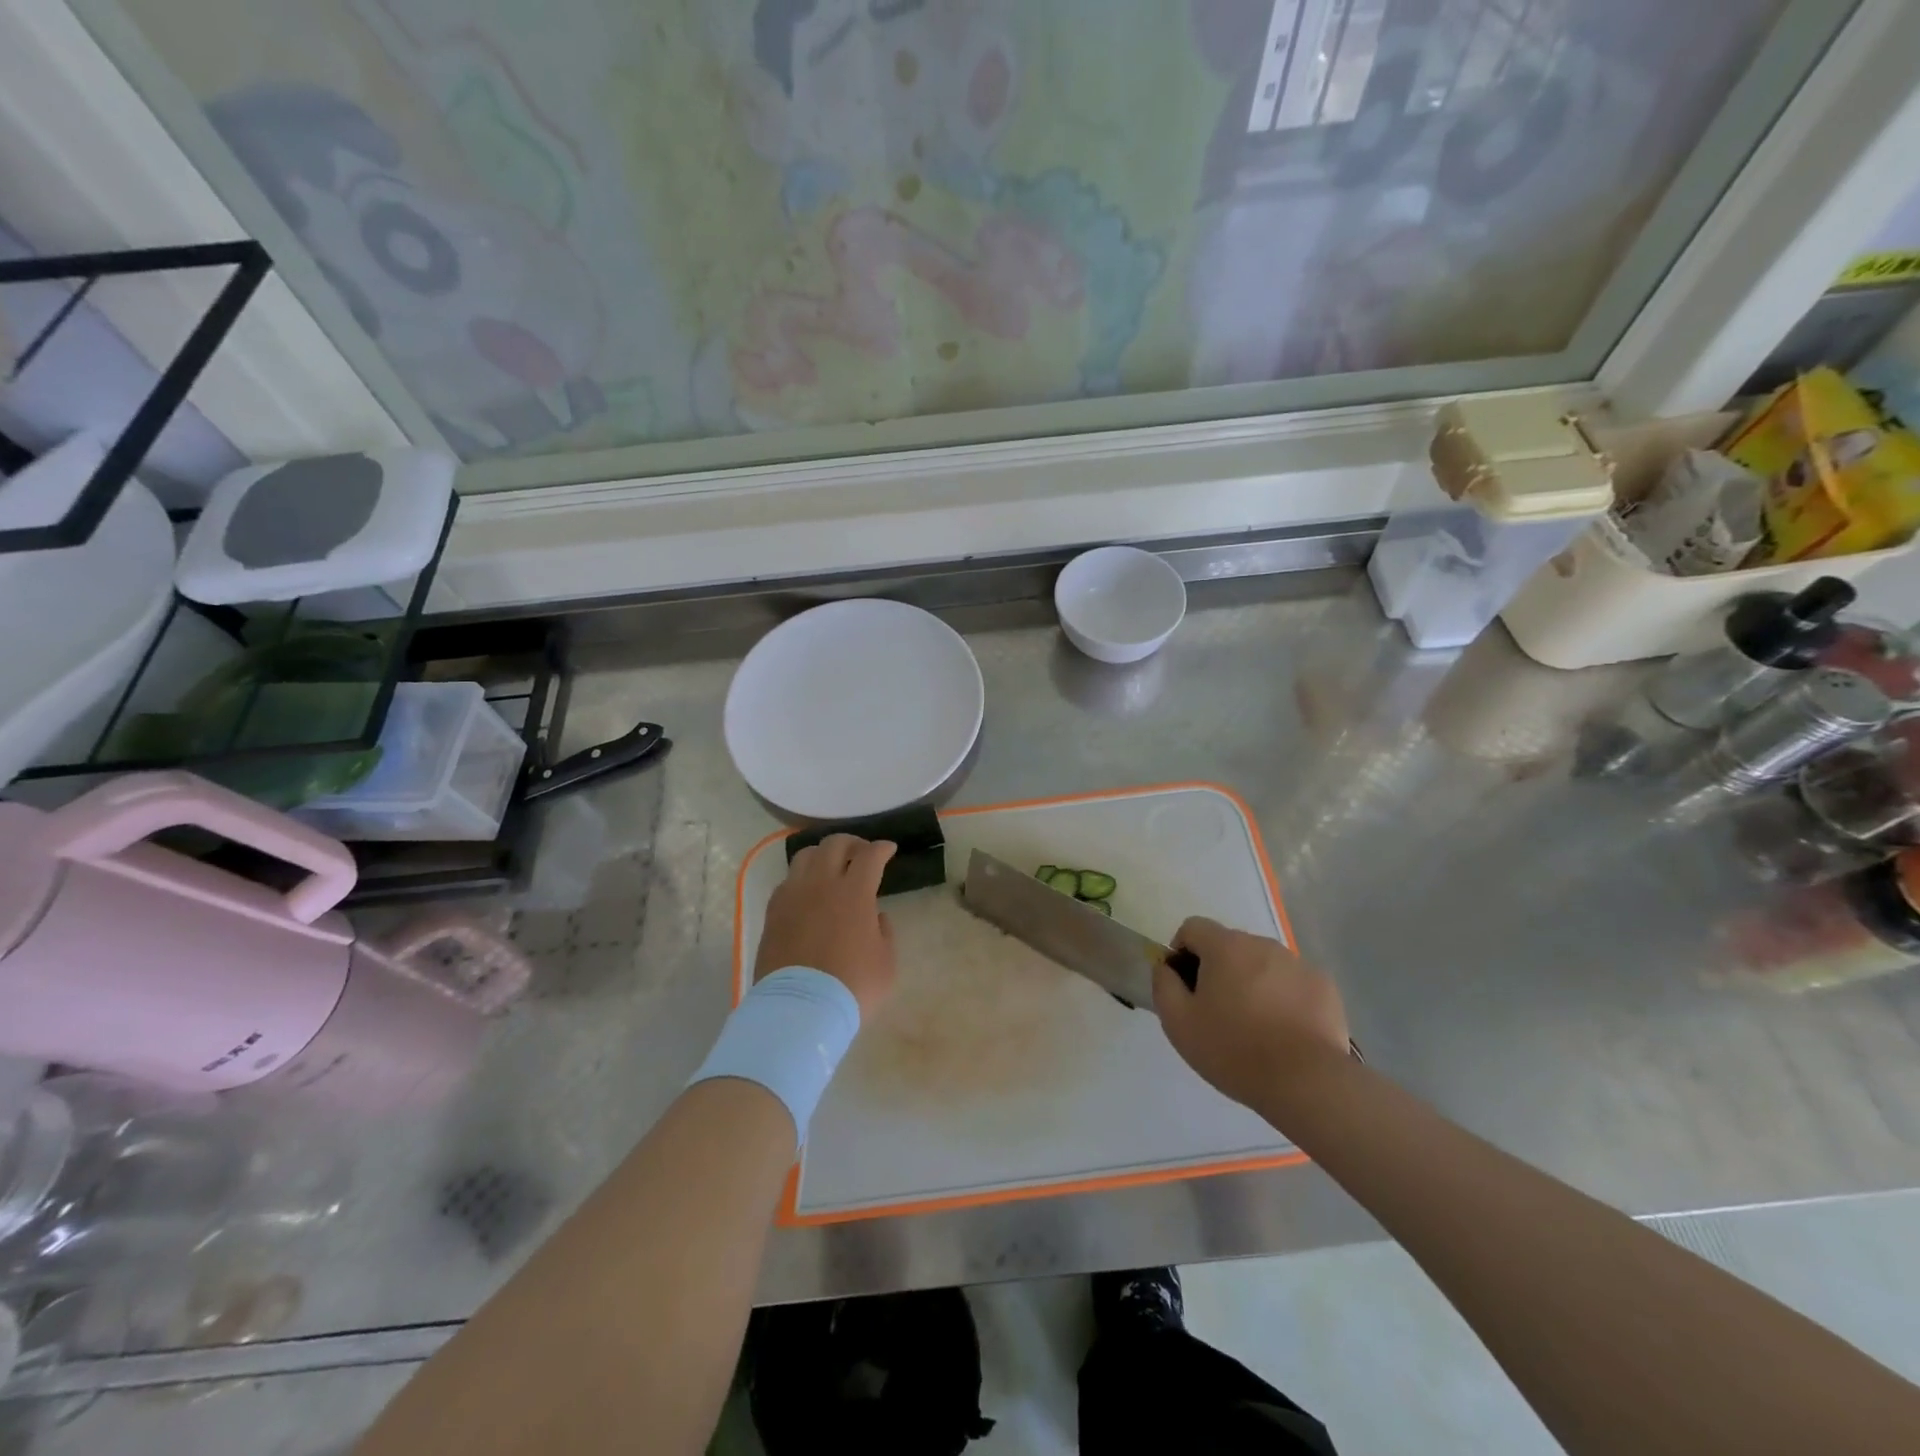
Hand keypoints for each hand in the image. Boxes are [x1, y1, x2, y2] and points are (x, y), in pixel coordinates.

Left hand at [755, 835, 897, 1018]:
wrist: (800, 1009)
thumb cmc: (852, 986)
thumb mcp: (886, 961)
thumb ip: (883, 931)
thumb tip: (875, 916)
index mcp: (854, 892)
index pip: (870, 855)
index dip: (882, 848)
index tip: (889, 849)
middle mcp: (821, 884)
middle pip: (834, 844)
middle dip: (852, 842)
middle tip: (861, 852)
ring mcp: (792, 896)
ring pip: (805, 856)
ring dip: (823, 855)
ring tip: (831, 867)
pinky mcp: (772, 912)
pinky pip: (787, 882)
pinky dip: (802, 879)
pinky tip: (808, 893)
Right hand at [1153, 917, 1349, 1109]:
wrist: (1307, 1082)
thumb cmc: (1234, 1050)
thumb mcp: (1178, 1022)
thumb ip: (1163, 985)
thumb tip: (1166, 967)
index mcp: (1225, 946)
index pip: (1193, 927)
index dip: (1181, 951)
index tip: (1185, 986)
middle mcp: (1262, 944)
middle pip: (1229, 945)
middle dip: (1218, 969)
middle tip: (1217, 1011)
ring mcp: (1297, 963)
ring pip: (1262, 963)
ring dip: (1252, 981)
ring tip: (1254, 1024)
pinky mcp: (1324, 986)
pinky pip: (1291, 981)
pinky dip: (1283, 996)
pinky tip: (1284, 1030)